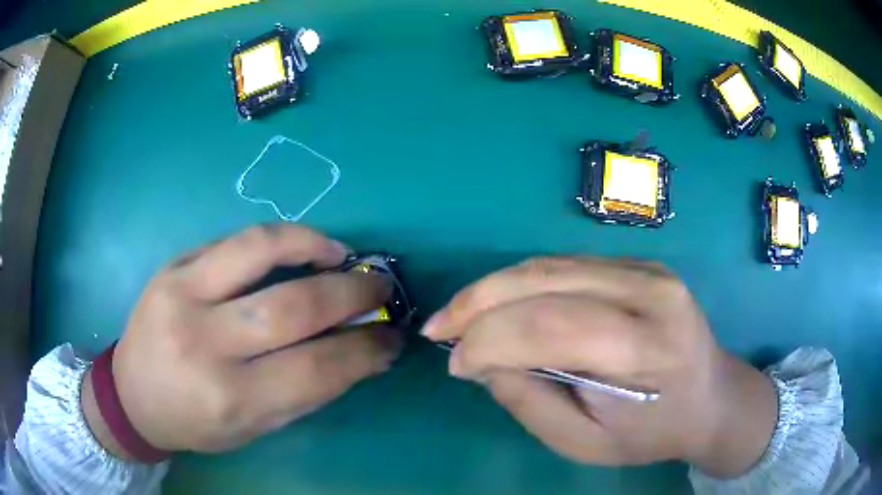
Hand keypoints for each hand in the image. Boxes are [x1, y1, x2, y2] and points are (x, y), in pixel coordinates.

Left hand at [81, 224, 401, 456]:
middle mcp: (204, 344)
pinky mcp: (173, 266)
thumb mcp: (253, 429)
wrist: (133, 393)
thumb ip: (303, 393)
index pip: (316, 370)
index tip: (393, 339)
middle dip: (353, 296)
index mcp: (229, 399)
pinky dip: (280, 238)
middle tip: (382, 290)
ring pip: (260, 254)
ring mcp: (183, 295)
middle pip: (293, 309)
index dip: (365, 351)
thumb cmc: (195, 421)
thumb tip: (358, 354)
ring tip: (347, 257)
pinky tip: (305, 244)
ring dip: (317, 250)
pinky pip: (235, 239)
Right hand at [422, 257, 776, 477]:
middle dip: (478, 303)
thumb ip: (529, 401)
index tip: (455, 364)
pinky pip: (565, 265)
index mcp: (647, 346)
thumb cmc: (652, 432)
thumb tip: (481, 361)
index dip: (489, 340)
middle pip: (545, 281)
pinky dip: (522, 283)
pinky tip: (500, 304)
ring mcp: (646, 268)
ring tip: (460, 316)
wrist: (711, 396)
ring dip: (494, 288)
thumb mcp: (585, 443)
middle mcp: (650, 291)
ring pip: (549, 264)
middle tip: (440, 329)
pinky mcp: (638, 262)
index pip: (551, 327)